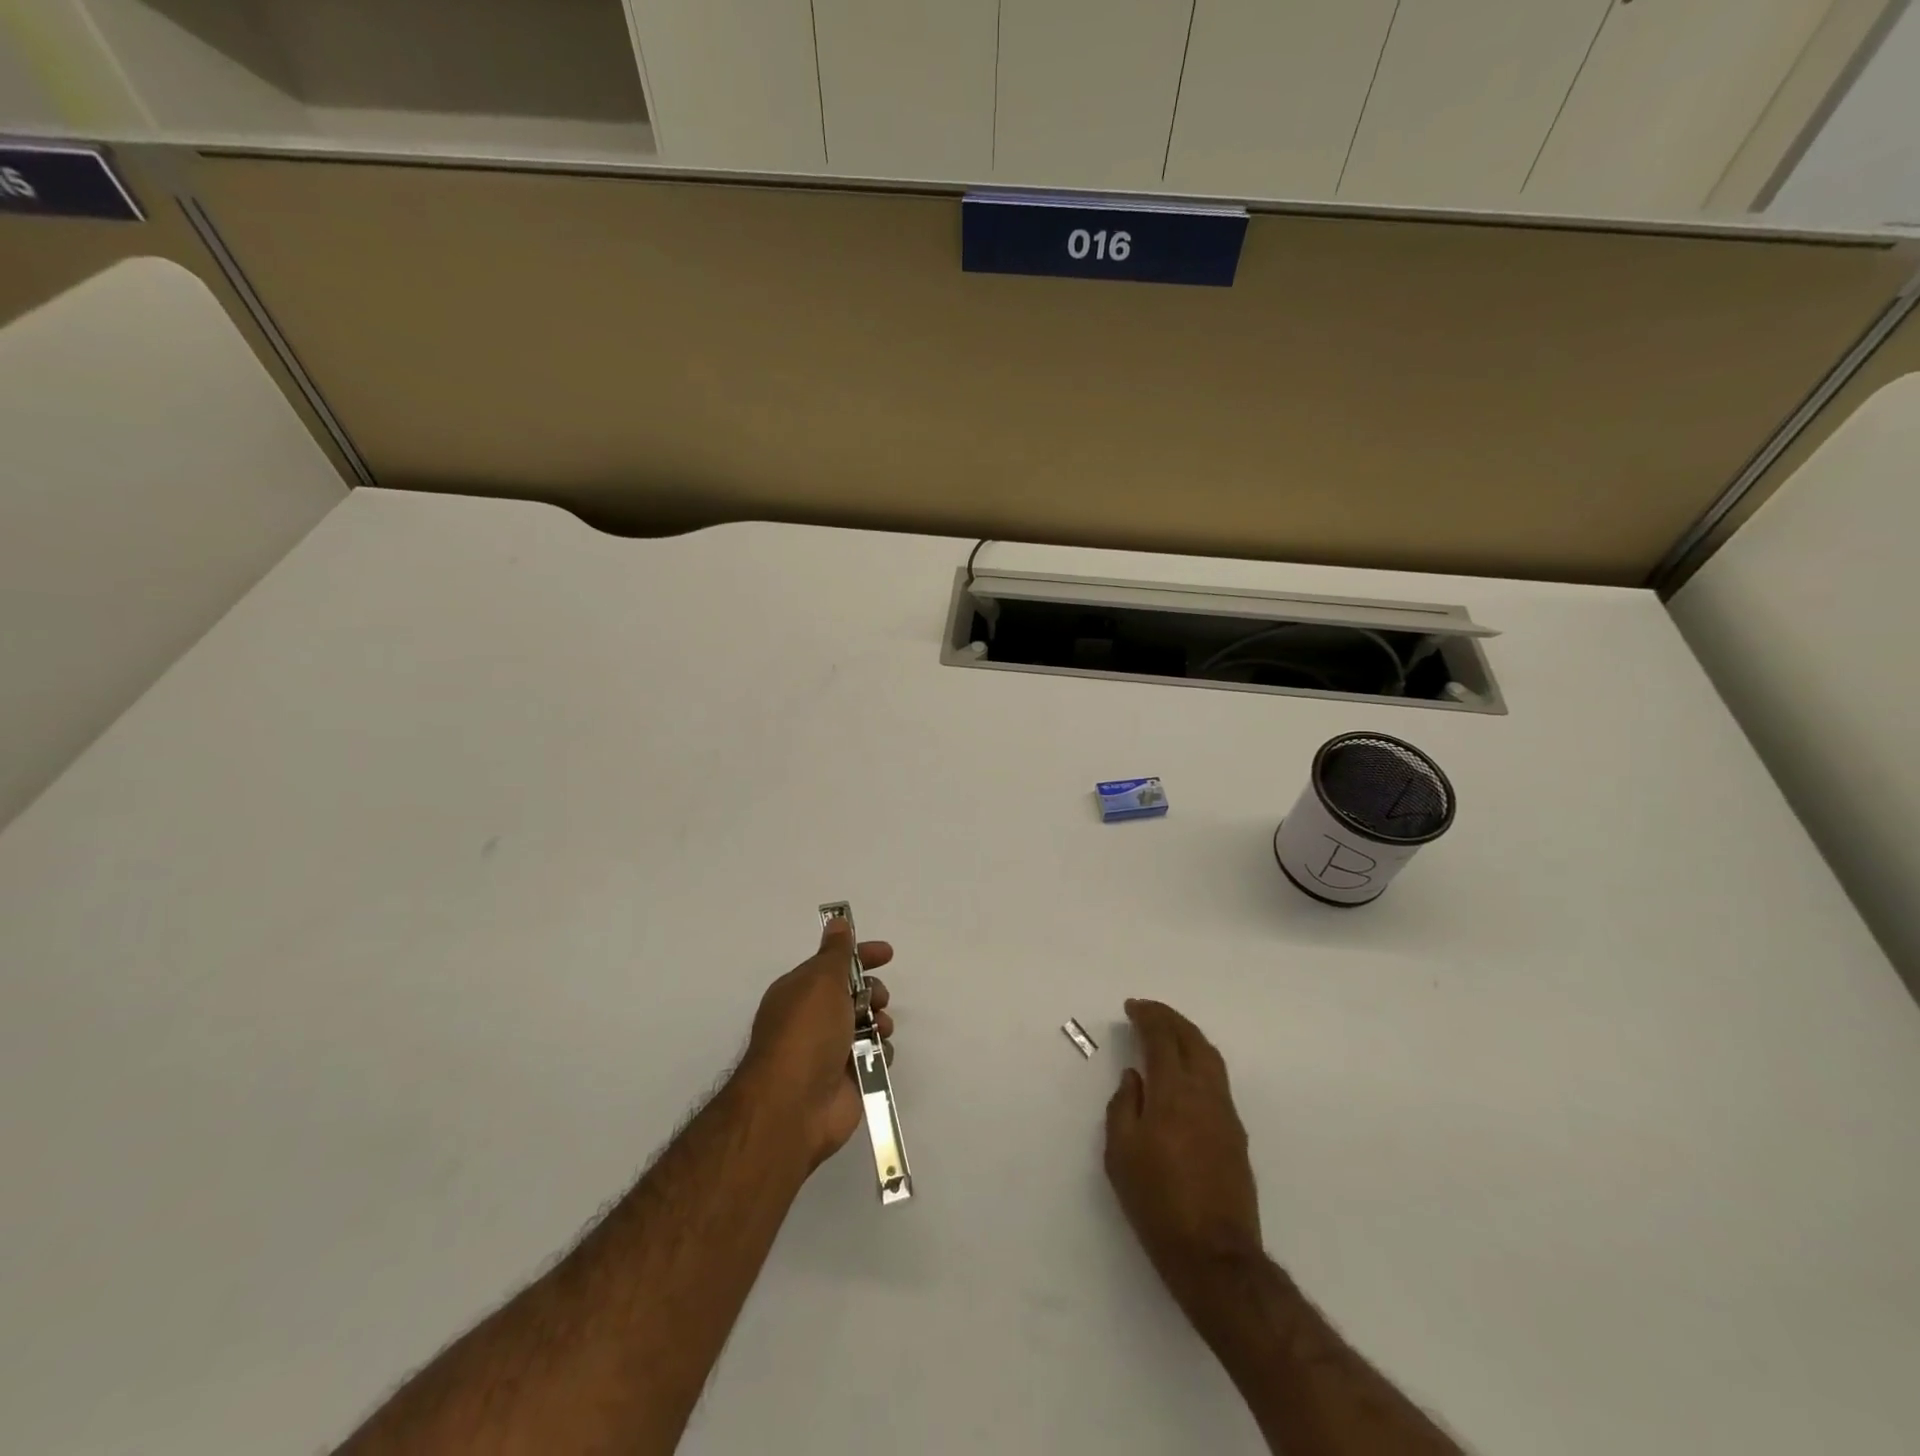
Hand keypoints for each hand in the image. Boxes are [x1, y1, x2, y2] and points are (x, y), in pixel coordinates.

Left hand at [739, 918, 893, 1171]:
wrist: (794, 1105)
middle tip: (877, 999)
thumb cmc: (806, 1033)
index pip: (834, 964)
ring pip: (867, 1025)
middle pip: (853, 994)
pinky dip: (879, 1052)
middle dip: (872, 992)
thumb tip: (836, 921)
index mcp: (800, 992)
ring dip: (879, 1021)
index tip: (887, 954)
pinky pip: (874, 1056)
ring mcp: (830, 1051)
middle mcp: (813, 1019)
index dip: (861, 955)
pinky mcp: (848, 1079)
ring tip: (877, 1029)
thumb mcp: (821, 980)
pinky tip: (875, 1055)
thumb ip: (836, 952)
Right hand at [1106, 999, 1262, 1298]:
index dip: (1148, 1017)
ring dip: (1188, 1036)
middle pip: (1192, 1039)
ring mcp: (1226, 1113)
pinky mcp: (1236, 1134)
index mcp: (1173, 1092)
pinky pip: (1217, 1079)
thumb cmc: (1157, 1202)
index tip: (1132, 1007)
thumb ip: (1123, 1106)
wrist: (1213, 1255)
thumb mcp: (1120, 1154)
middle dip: (1170, 1019)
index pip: (1162, 1038)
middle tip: (1148, 1010)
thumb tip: (1134, 1078)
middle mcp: (1205, 1093)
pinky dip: (1199, 1059)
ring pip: (1210, 1057)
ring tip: (1168, 1032)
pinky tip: (1186, 1071)